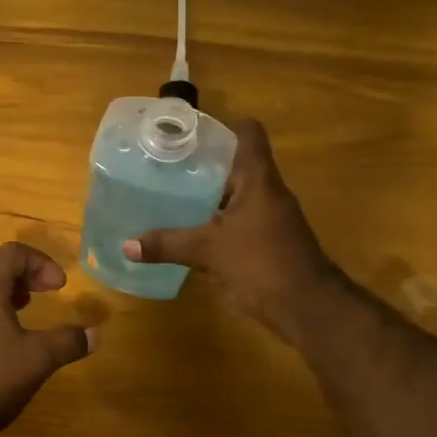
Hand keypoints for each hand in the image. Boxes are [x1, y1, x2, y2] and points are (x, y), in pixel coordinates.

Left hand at [0, 242, 96, 436]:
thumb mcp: (38, 358)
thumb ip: (68, 342)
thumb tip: (95, 334)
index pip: (13, 253)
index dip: (41, 262)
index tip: (59, 287)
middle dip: (29, 277)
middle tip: (51, 293)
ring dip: (13, 295)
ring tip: (31, 313)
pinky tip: (11, 342)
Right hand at [122, 118, 340, 343]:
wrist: (309, 308)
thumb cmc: (263, 264)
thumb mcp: (209, 252)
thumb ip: (168, 244)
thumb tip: (126, 245)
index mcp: (259, 179)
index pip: (248, 134)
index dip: (222, 127)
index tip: (189, 132)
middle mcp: (268, 192)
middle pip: (237, 164)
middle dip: (203, 164)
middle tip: (165, 164)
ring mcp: (271, 218)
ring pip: (236, 194)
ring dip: (209, 194)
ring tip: (170, 194)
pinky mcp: (268, 241)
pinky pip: (238, 221)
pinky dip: (216, 221)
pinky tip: (190, 230)